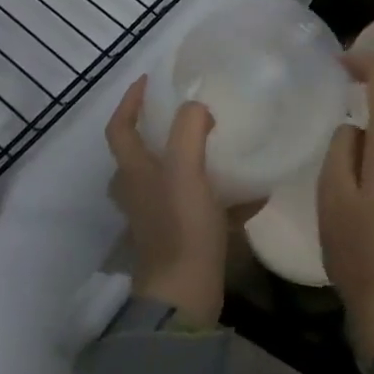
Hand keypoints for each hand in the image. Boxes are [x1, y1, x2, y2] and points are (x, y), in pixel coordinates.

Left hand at [105, 77, 246, 324]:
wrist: (185, 294)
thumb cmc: (181, 226)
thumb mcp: (186, 170)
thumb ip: (189, 131)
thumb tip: (198, 106)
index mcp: (135, 173)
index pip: (120, 128)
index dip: (130, 101)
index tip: (150, 80)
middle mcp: (141, 193)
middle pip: (139, 155)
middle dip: (158, 130)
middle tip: (186, 112)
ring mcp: (159, 216)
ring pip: (169, 179)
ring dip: (190, 160)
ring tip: (221, 145)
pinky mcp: (181, 236)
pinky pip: (201, 205)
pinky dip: (222, 196)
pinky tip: (254, 193)